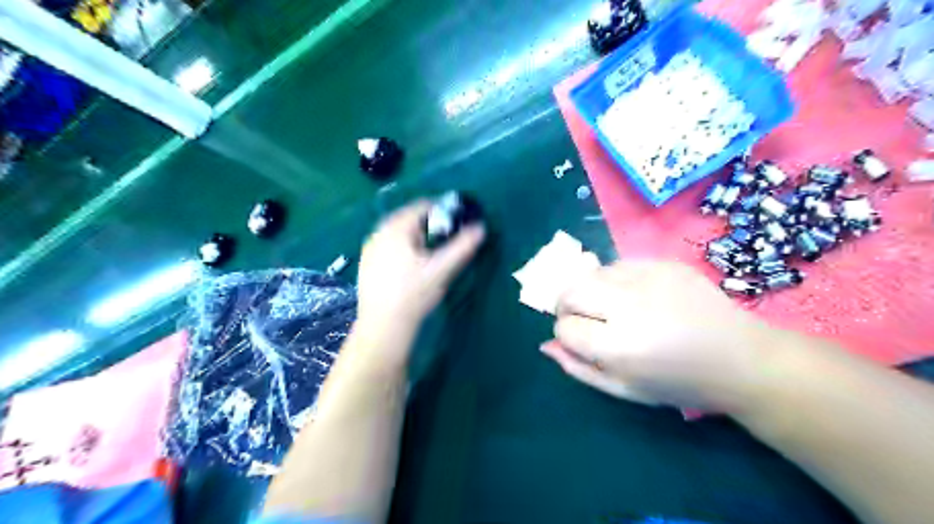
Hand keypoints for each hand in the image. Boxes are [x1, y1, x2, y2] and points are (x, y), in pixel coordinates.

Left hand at [358, 199, 489, 333]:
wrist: (383, 326)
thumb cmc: (413, 295)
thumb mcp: (441, 270)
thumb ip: (462, 247)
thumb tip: (481, 228)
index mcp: (395, 228)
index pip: (422, 206)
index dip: (443, 210)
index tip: (457, 223)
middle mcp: (378, 233)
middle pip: (408, 218)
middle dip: (429, 225)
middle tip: (446, 240)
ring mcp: (369, 249)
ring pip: (398, 232)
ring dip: (416, 236)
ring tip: (431, 254)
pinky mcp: (367, 264)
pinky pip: (388, 245)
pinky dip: (403, 247)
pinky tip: (412, 267)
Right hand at [545, 260, 789, 413]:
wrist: (742, 358)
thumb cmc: (680, 382)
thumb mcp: (625, 390)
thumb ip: (580, 368)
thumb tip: (546, 344)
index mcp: (619, 346)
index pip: (565, 326)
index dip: (567, 334)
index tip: (581, 341)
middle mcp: (629, 306)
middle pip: (570, 290)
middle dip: (566, 305)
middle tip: (583, 318)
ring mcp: (648, 278)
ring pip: (591, 273)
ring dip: (591, 291)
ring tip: (613, 307)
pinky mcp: (663, 263)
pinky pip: (619, 264)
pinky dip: (615, 280)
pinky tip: (636, 295)